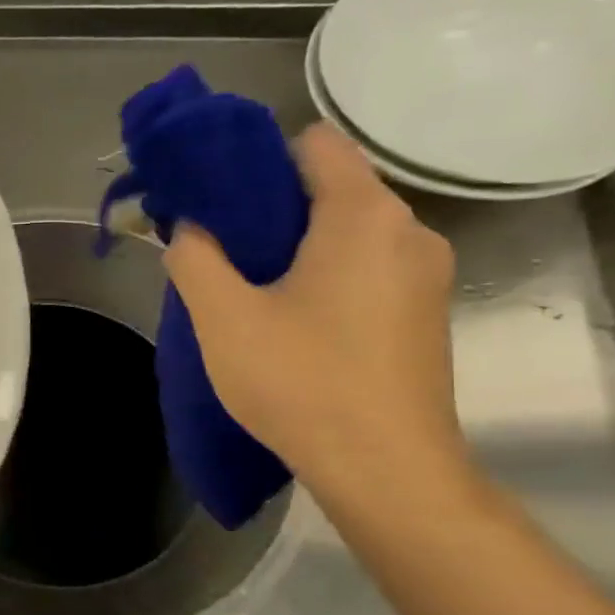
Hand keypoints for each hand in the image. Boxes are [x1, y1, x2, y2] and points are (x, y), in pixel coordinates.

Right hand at [164, 122, 468, 502]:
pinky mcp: (423, 312)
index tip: (214, 197)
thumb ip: (194, 257)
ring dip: (294, 245)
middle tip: (218, 249)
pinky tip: (289, 319)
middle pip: (330, 188)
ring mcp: (424, 274)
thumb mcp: (223, 317)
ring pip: (346, 232)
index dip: (257, 159)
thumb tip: (190, 228)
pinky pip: (364, 266)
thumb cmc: (302, 382)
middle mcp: (408, 231)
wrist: (385, 469)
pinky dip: (324, 274)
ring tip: (247, 288)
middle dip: (269, 208)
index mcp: (363, 217)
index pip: (314, 144)